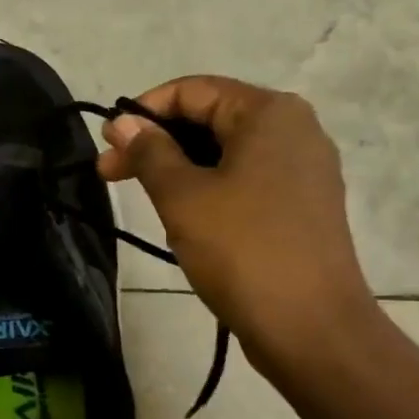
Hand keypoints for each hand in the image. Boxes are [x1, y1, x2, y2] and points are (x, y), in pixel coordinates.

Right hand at [96, 76, 373, 374]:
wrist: (311, 328)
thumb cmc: (243, 250)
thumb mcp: (183, 197)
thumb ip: (149, 152)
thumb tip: (123, 123)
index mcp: (269, 113)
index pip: (193, 90)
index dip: (143, 111)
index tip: (107, 145)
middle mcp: (295, 130)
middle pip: (211, 120)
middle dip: (157, 144)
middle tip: (109, 175)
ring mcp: (304, 170)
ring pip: (227, 155)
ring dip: (180, 171)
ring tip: (146, 203)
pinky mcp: (304, 207)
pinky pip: (247, 182)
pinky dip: (211, 191)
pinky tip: (185, 222)